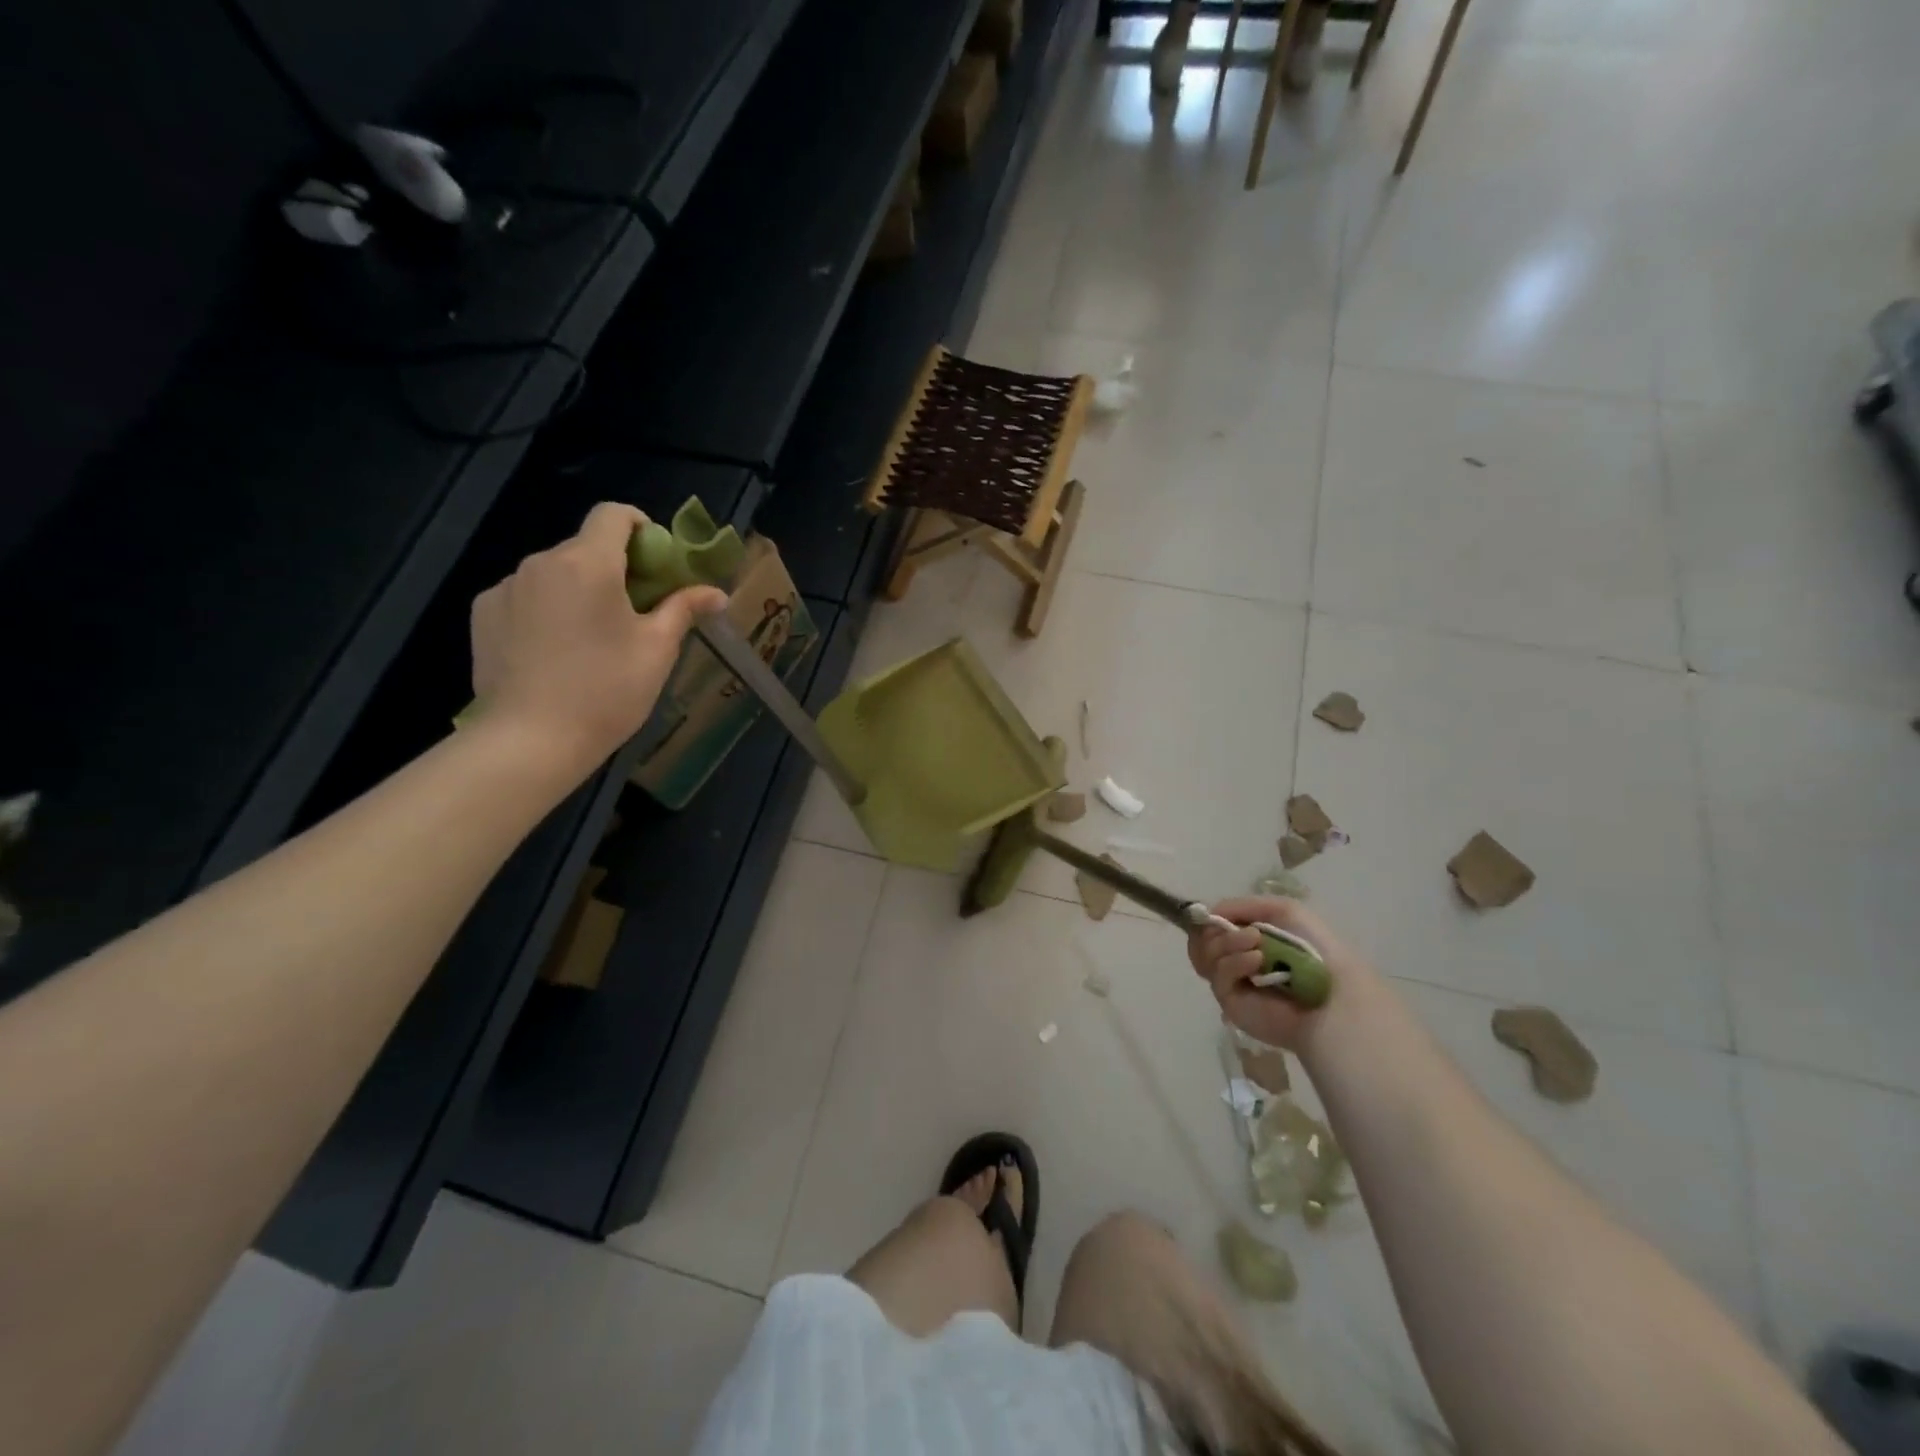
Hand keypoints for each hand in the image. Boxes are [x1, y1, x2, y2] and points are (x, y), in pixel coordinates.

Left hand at [469, 502, 726, 777]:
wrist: (530, 739)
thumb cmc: (606, 691)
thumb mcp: (657, 650)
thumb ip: (684, 609)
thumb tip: (715, 593)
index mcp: (588, 564)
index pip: (614, 514)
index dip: (642, 528)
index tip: (657, 564)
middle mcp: (541, 562)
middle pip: (585, 546)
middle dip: (615, 568)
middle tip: (636, 613)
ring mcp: (506, 587)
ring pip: (555, 573)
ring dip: (580, 590)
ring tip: (593, 639)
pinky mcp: (484, 613)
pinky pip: (526, 596)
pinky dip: (546, 609)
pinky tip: (556, 650)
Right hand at [1188, 897, 1371, 1050]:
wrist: (1334, 995)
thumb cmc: (1314, 950)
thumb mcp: (1283, 910)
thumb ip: (1242, 905)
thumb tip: (1209, 913)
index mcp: (1247, 939)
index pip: (1210, 927)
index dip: (1209, 919)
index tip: (1212, 914)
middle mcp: (1235, 959)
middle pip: (1201, 941)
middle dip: (1217, 931)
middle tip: (1246, 932)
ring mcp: (1232, 982)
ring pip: (1205, 955)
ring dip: (1228, 943)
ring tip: (1257, 943)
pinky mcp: (1229, 1003)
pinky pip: (1218, 976)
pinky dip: (1235, 963)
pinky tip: (1257, 960)